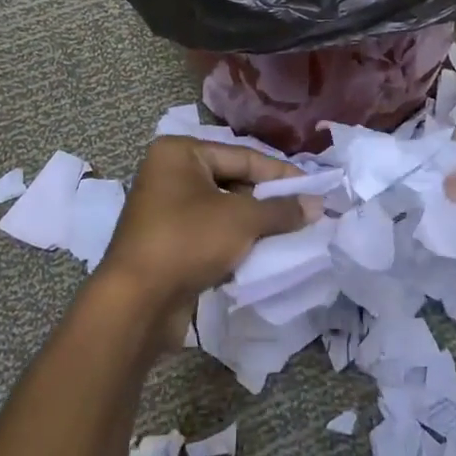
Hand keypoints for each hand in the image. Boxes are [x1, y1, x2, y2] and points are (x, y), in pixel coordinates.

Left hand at [90, 136, 321, 347]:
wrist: (137, 302)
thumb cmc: (188, 241)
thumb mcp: (243, 220)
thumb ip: (282, 209)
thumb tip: (317, 204)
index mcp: (179, 153)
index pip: (243, 156)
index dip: (281, 173)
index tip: (315, 189)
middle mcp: (169, 173)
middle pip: (233, 180)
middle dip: (267, 199)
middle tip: (304, 212)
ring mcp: (165, 209)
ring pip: (223, 208)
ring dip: (253, 222)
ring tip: (289, 233)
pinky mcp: (167, 241)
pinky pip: (210, 231)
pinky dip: (234, 240)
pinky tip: (261, 252)